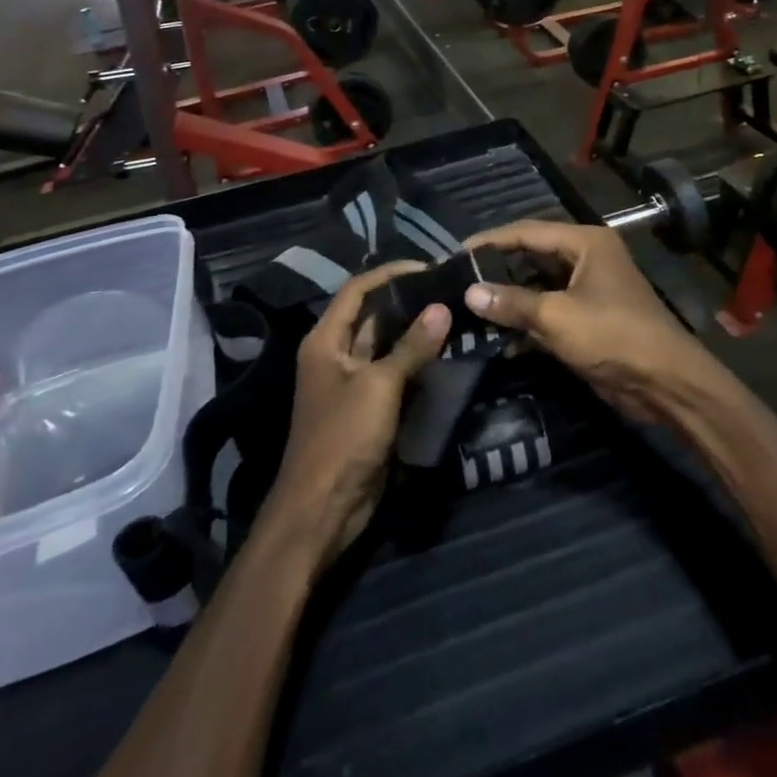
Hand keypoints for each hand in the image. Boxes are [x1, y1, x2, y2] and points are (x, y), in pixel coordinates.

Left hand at [261, 261, 450, 567]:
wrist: (323, 509)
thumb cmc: (343, 437)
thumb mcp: (379, 387)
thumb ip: (411, 347)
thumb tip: (441, 308)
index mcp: (325, 340)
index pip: (357, 290)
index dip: (389, 274)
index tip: (428, 268)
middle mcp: (336, 354)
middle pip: (372, 315)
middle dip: (406, 301)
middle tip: (448, 289)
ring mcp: (352, 383)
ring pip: (386, 345)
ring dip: (414, 331)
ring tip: (453, 313)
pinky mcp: (368, 408)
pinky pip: (394, 374)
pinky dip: (416, 362)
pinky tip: (445, 352)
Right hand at [462, 221, 720, 423]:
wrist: (666, 384)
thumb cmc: (614, 336)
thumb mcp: (557, 317)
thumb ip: (512, 302)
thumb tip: (470, 293)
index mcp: (585, 243)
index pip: (527, 231)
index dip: (490, 241)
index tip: (456, 253)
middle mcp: (586, 258)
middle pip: (532, 255)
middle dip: (497, 269)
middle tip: (459, 279)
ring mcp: (588, 289)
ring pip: (538, 285)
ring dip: (510, 297)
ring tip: (470, 305)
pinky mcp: (587, 318)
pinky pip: (548, 310)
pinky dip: (526, 320)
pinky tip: (497, 335)